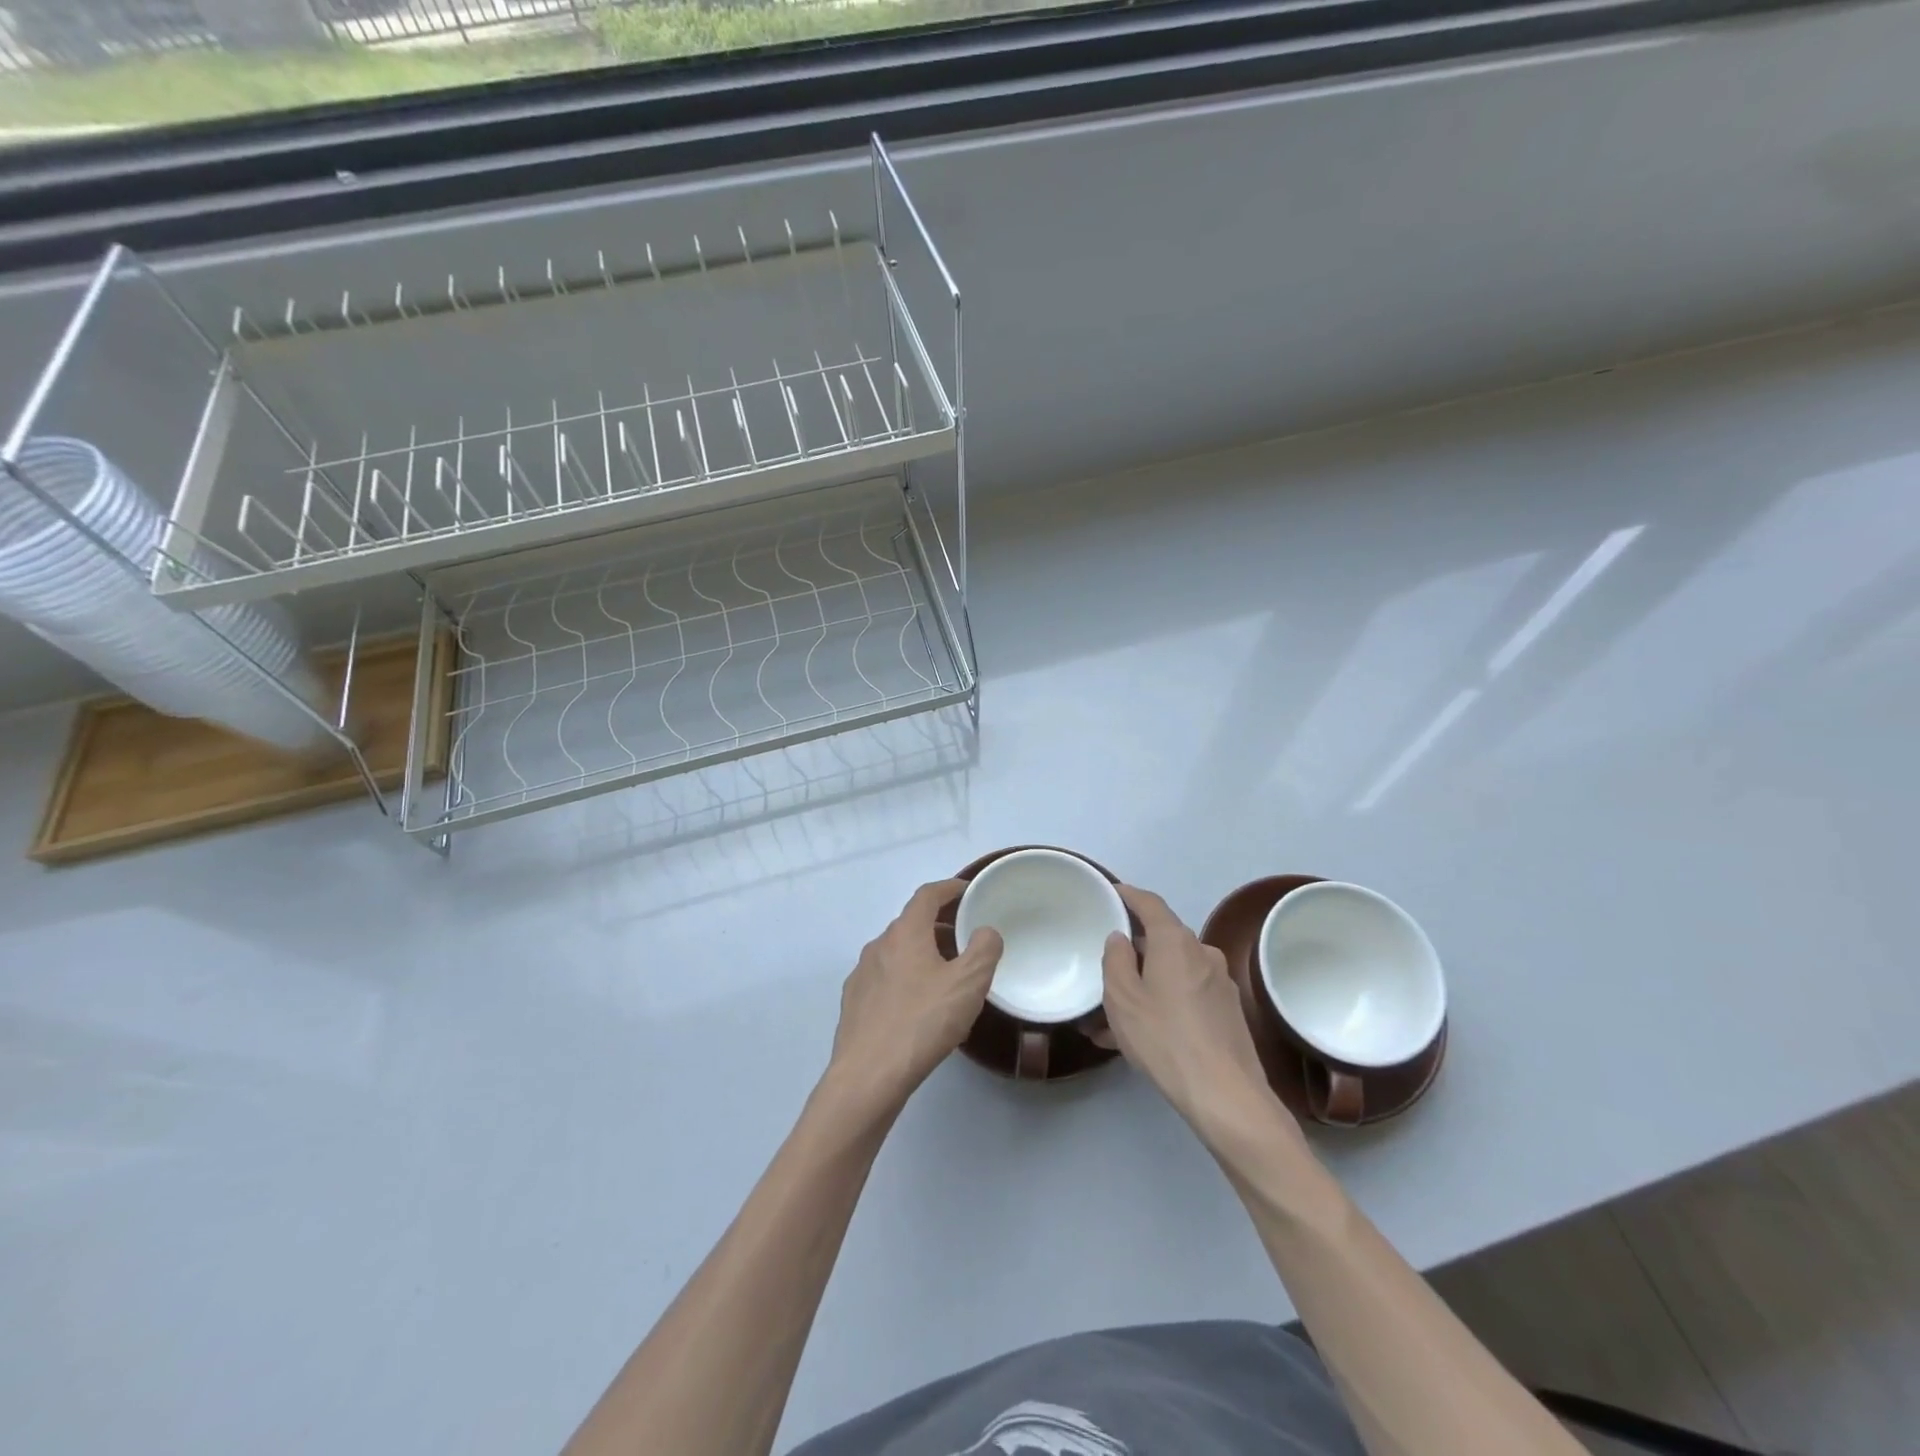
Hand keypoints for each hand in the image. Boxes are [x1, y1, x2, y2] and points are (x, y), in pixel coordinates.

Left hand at [826, 880, 1003, 1116]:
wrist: (868, 1076)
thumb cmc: (922, 1022)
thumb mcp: (968, 984)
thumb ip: (983, 950)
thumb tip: (985, 931)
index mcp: (905, 933)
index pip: (927, 895)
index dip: (950, 888)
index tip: (968, 891)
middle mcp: (879, 945)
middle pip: (911, 923)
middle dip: (939, 924)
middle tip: (965, 938)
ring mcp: (861, 974)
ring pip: (897, 953)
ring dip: (922, 954)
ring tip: (946, 976)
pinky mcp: (854, 1003)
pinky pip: (885, 979)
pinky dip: (906, 979)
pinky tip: (918, 1007)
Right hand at [1101, 885, 1302, 1154]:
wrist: (1225, 1095)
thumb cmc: (1164, 1038)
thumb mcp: (1122, 999)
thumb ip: (1115, 960)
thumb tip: (1121, 938)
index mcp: (1175, 941)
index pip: (1150, 903)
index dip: (1129, 895)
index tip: (1112, 893)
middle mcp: (1202, 953)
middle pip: (1162, 940)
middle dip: (1134, 952)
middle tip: (1105, 970)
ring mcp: (1220, 983)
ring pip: (1173, 973)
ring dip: (1146, 985)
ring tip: (1114, 1018)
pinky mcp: (1229, 1012)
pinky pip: (1187, 996)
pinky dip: (1164, 1004)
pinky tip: (1144, 1035)